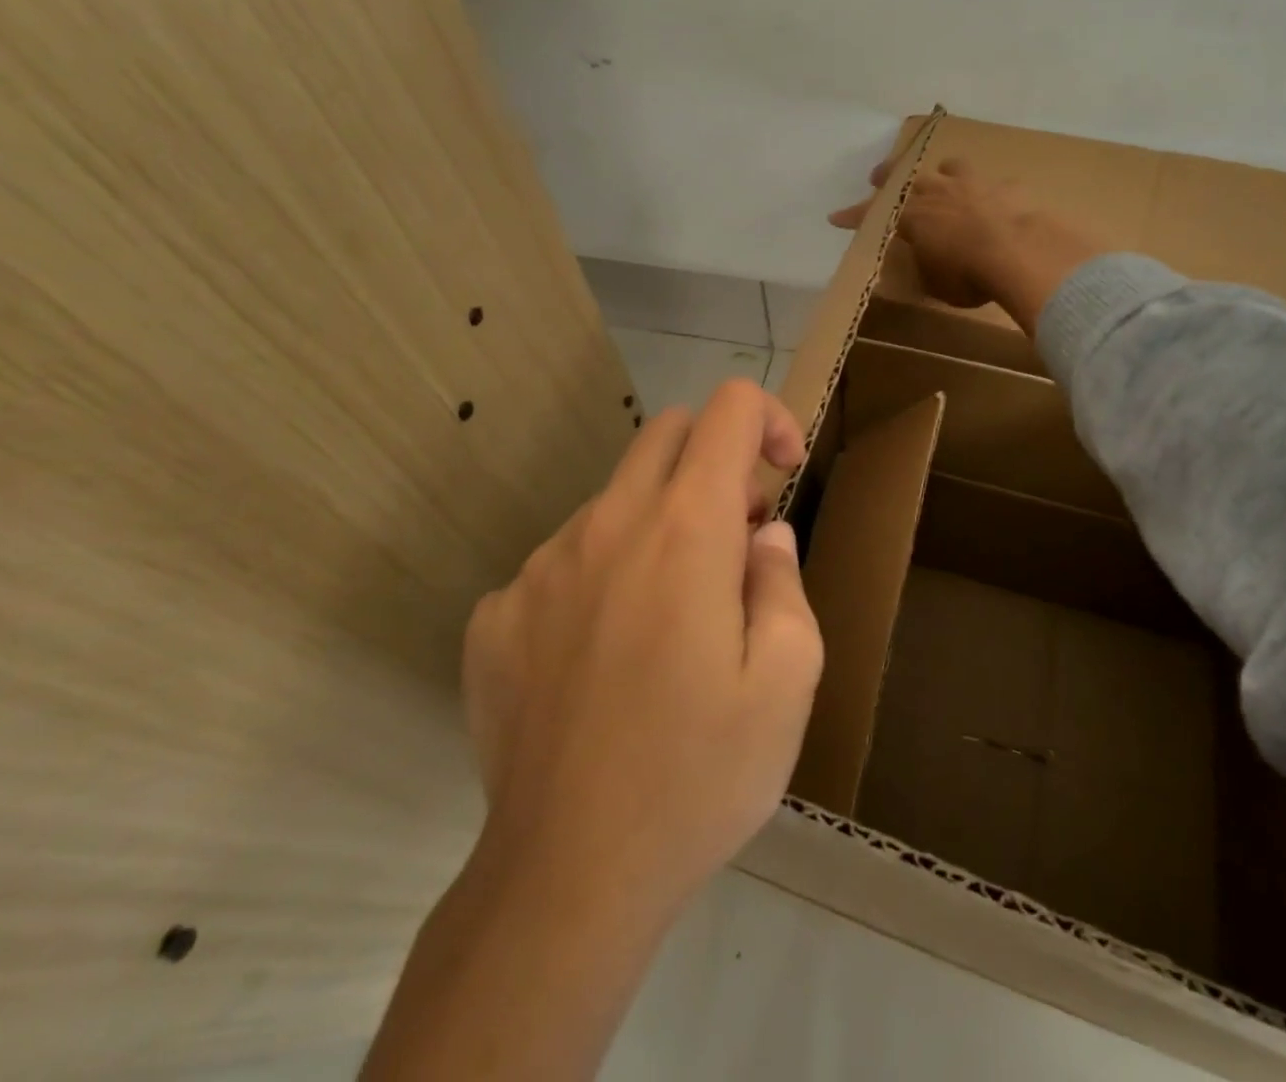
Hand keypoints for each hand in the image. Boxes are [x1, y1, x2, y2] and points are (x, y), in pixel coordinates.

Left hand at [464, 377, 819, 922]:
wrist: (567, 876)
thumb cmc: (701, 774)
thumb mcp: (789, 680)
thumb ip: (784, 582)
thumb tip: (764, 537)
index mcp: (685, 530)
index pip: (729, 409)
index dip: (770, 419)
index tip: (783, 474)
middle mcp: (607, 525)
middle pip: (667, 433)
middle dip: (716, 460)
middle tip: (736, 541)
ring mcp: (541, 567)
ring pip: (615, 499)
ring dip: (658, 525)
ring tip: (673, 621)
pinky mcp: (496, 614)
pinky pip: (564, 561)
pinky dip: (602, 578)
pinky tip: (607, 660)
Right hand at [830, 155, 1105, 334]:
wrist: (1020, 253)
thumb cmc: (968, 275)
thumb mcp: (937, 282)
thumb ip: (928, 265)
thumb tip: (929, 262)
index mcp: (914, 217)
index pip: (875, 214)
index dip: (854, 216)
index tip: (836, 217)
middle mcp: (939, 193)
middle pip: (907, 178)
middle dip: (889, 177)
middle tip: (878, 175)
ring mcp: (974, 185)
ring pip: (952, 167)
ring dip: (943, 172)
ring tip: (943, 174)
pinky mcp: (1008, 189)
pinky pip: (997, 186)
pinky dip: (993, 193)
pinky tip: (1000, 201)